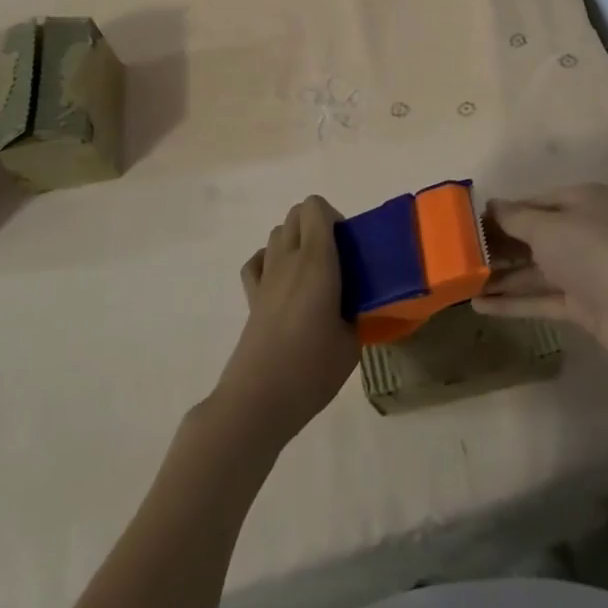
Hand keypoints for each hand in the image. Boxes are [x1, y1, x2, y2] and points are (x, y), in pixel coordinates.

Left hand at [213, 196, 360, 451]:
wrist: (259, 400)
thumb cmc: (312, 369)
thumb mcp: (353, 341)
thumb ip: (357, 311)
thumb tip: (357, 304)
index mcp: (316, 261)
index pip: (315, 208)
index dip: (334, 218)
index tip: (349, 248)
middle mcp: (288, 259)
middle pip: (296, 214)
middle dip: (318, 225)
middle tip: (337, 261)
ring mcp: (265, 277)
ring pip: (277, 234)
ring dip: (296, 241)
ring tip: (314, 275)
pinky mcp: (250, 297)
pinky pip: (258, 261)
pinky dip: (270, 261)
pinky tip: (284, 285)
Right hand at [473, 183, 607, 366]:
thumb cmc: (594, 252)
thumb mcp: (548, 226)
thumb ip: (515, 218)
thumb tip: (490, 205)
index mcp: (580, 201)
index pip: (532, 202)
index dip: (500, 213)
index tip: (466, 224)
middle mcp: (583, 230)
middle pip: (532, 236)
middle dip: (497, 247)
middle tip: (458, 256)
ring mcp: (583, 269)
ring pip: (534, 270)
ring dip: (501, 277)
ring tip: (461, 284)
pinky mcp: (582, 304)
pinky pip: (541, 298)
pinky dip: (513, 302)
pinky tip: (480, 307)